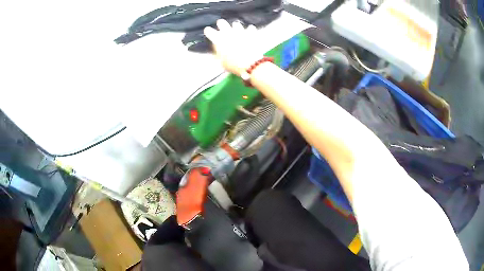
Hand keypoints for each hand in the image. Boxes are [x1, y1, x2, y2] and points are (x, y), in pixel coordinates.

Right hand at [204, 19, 262, 76]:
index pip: (209, 31)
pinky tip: (250, 30)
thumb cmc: (234, 65)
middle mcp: (228, 33)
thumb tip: (218, 51)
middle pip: (222, 23)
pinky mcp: (251, 33)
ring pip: (236, 24)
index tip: (208, 31)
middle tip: (221, 24)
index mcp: (218, 40)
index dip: (208, 31)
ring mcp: (240, 31)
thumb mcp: (222, 62)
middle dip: (221, 24)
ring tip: (236, 28)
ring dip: (235, 27)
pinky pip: (250, 28)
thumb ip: (219, 54)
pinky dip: (250, 29)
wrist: (251, 63)